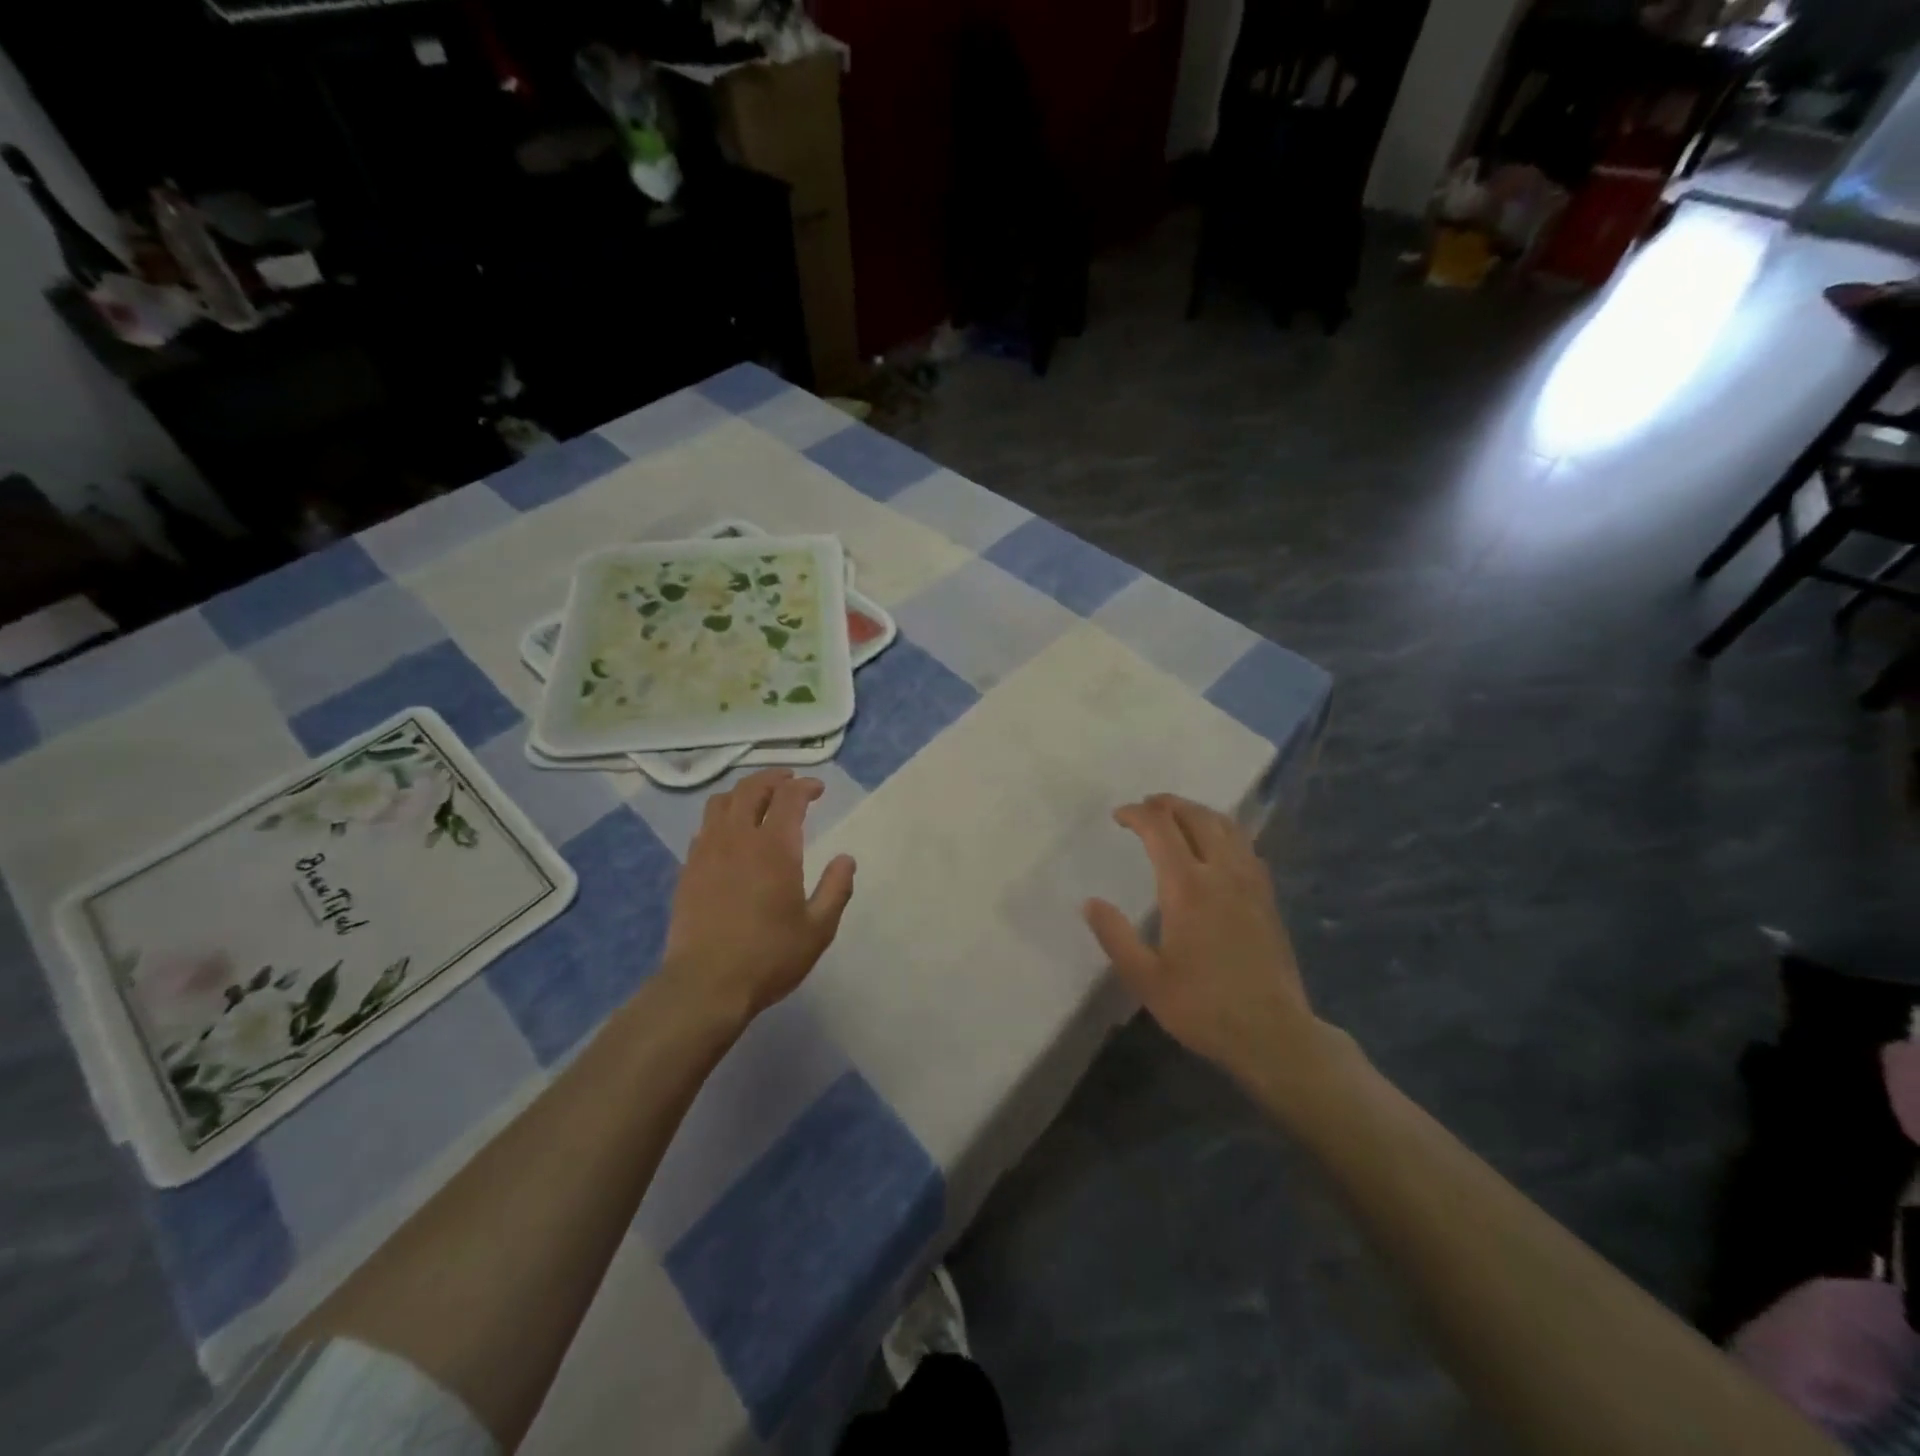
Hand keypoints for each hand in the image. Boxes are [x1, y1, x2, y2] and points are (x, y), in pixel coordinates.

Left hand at [661, 768, 855, 1023]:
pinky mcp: (688, 870)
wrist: (705, 985)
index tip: (817, 789)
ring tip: (758, 799)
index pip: (789, 798)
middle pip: (751, 789)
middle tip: (789, 781)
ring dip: (743, 793)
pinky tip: (730, 834)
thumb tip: (846, 859)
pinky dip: (722, 818)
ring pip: (721, 803)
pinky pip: (704, 828)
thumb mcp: (818, 928)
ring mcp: (707, 852)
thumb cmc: (769, 956)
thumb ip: (836, 889)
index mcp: (774, 848)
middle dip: (773, 778)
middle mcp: (738, 839)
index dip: (805, 786)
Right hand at [1085, 795, 1341, 1106]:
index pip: (1161, 829)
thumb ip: (1115, 936)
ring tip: (1178, 817)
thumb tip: (1090, 902)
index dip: (1138, 814)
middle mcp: (1222, 873)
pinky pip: (1245, 845)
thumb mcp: (1145, 978)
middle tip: (1146, 807)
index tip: (1119, 816)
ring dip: (1198, 812)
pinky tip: (1215, 847)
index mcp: (1187, 888)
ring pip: (1227, 826)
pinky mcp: (1267, 897)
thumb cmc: (1203, 1007)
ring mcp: (1250, 883)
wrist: (1274, 1033)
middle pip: (1197, 817)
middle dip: (1168, 804)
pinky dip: (1224, 831)